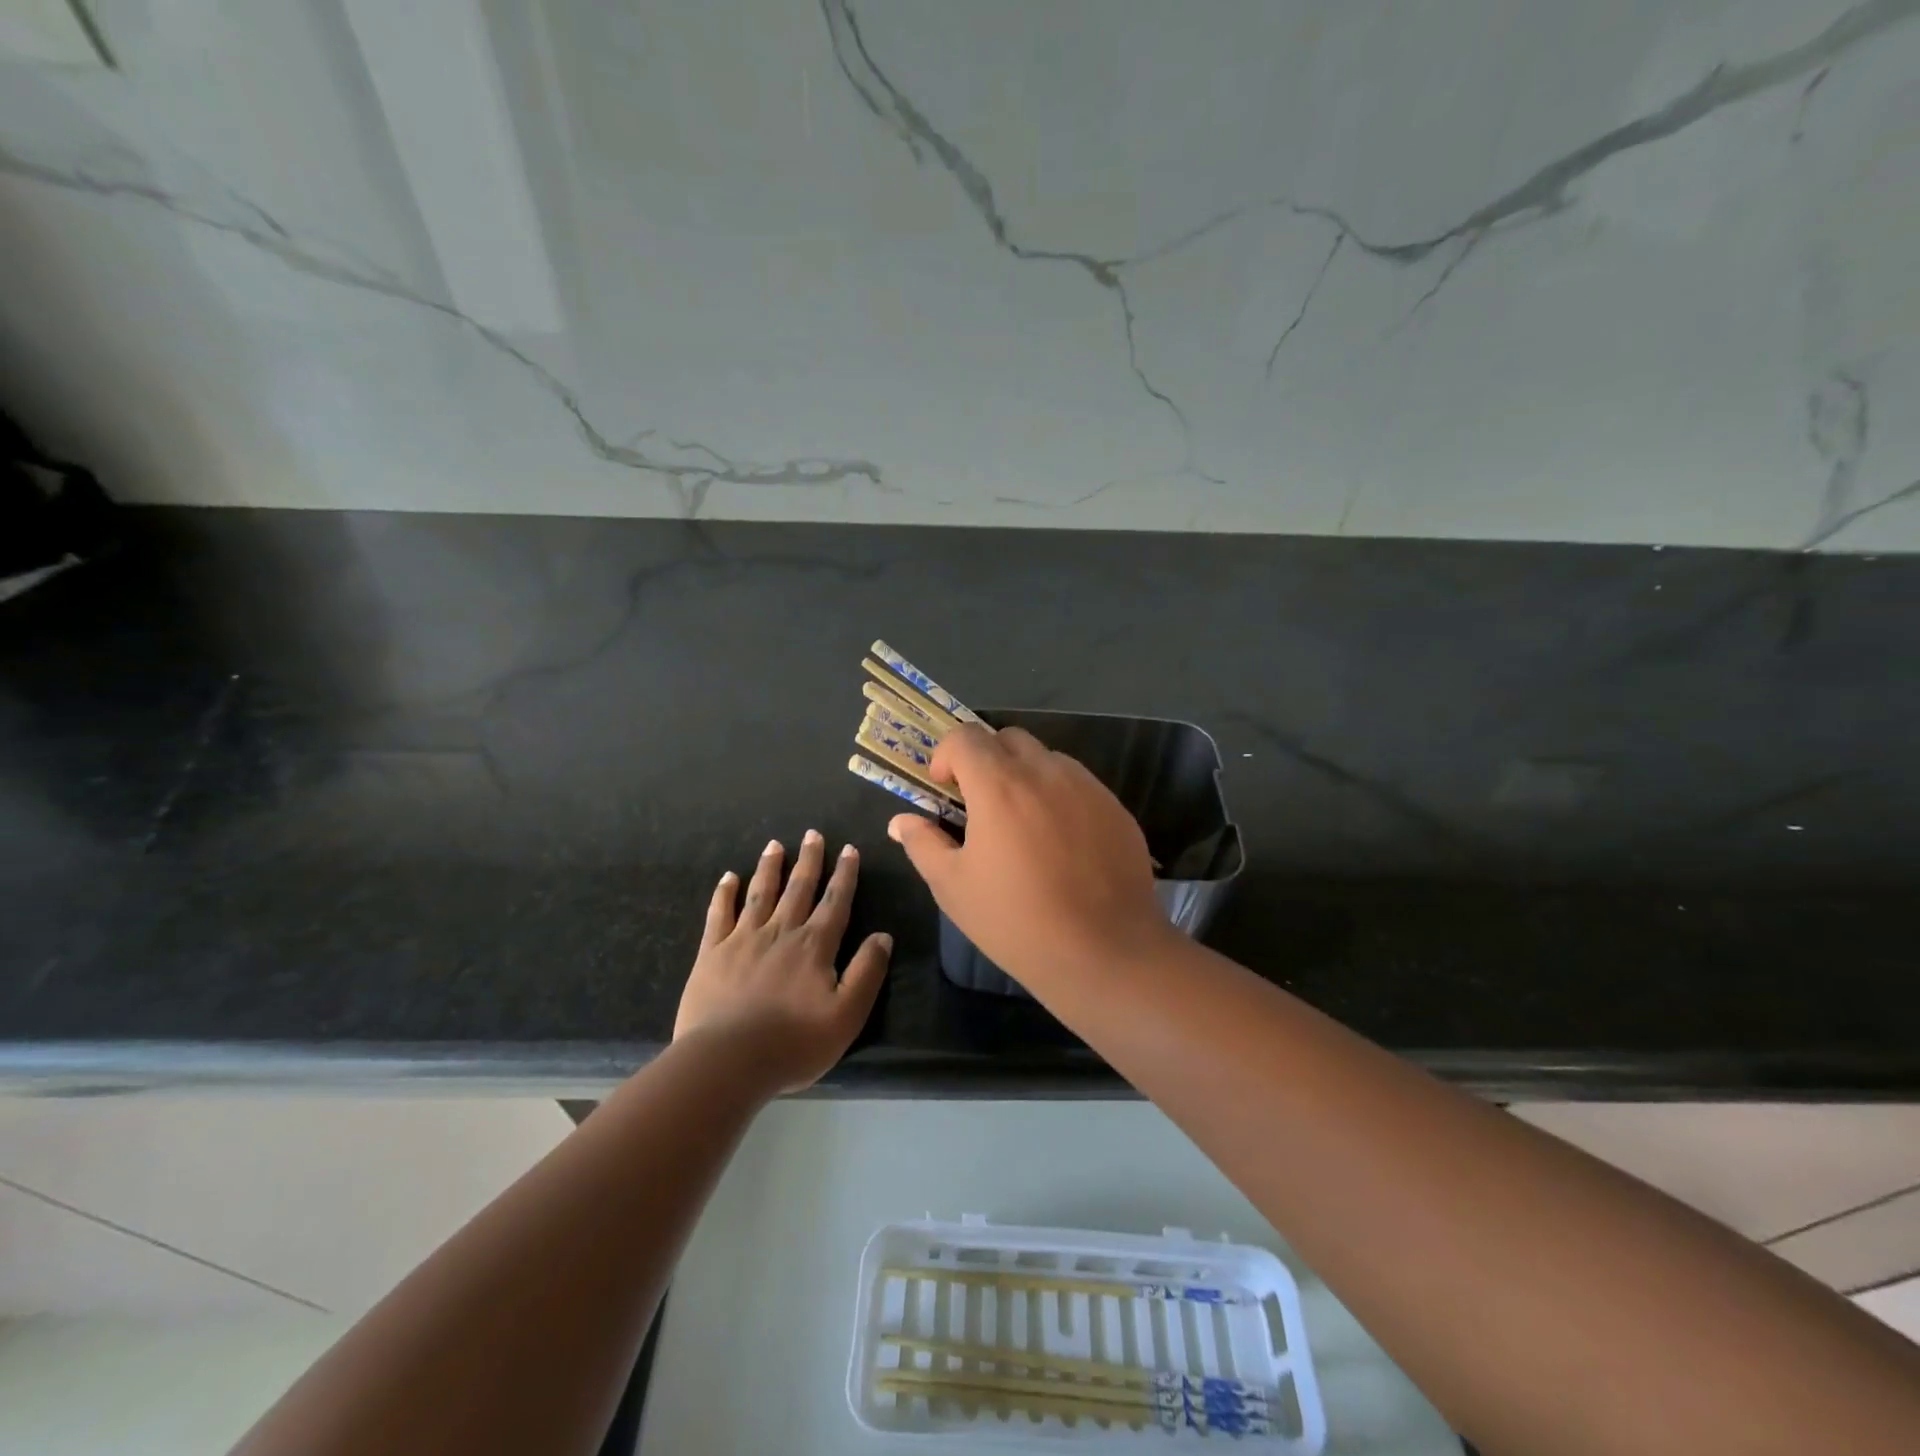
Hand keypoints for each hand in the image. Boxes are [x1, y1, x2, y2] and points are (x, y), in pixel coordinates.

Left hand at [673, 831, 891, 1093]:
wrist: (726, 1062)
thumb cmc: (793, 1044)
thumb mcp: (847, 1015)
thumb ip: (867, 972)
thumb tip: (883, 936)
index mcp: (814, 946)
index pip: (835, 902)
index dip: (844, 875)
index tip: (849, 849)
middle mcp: (781, 932)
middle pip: (798, 889)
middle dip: (809, 860)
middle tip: (813, 834)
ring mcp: (743, 940)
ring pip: (760, 893)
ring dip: (770, 867)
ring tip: (775, 844)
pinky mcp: (711, 954)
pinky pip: (719, 915)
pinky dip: (725, 894)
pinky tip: (729, 877)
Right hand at [887, 725, 1168, 992]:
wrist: (1105, 952)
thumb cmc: (1017, 921)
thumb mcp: (954, 888)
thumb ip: (924, 844)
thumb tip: (902, 821)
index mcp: (999, 785)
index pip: (965, 736)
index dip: (946, 755)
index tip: (944, 790)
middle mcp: (1046, 772)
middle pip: (1008, 739)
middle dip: (986, 759)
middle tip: (980, 805)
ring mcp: (1087, 787)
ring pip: (1047, 759)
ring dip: (1025, 776)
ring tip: (1023, 826)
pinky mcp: (1116, 808)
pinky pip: (1079, 784)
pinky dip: (1060, 797)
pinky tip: (1061, 844)